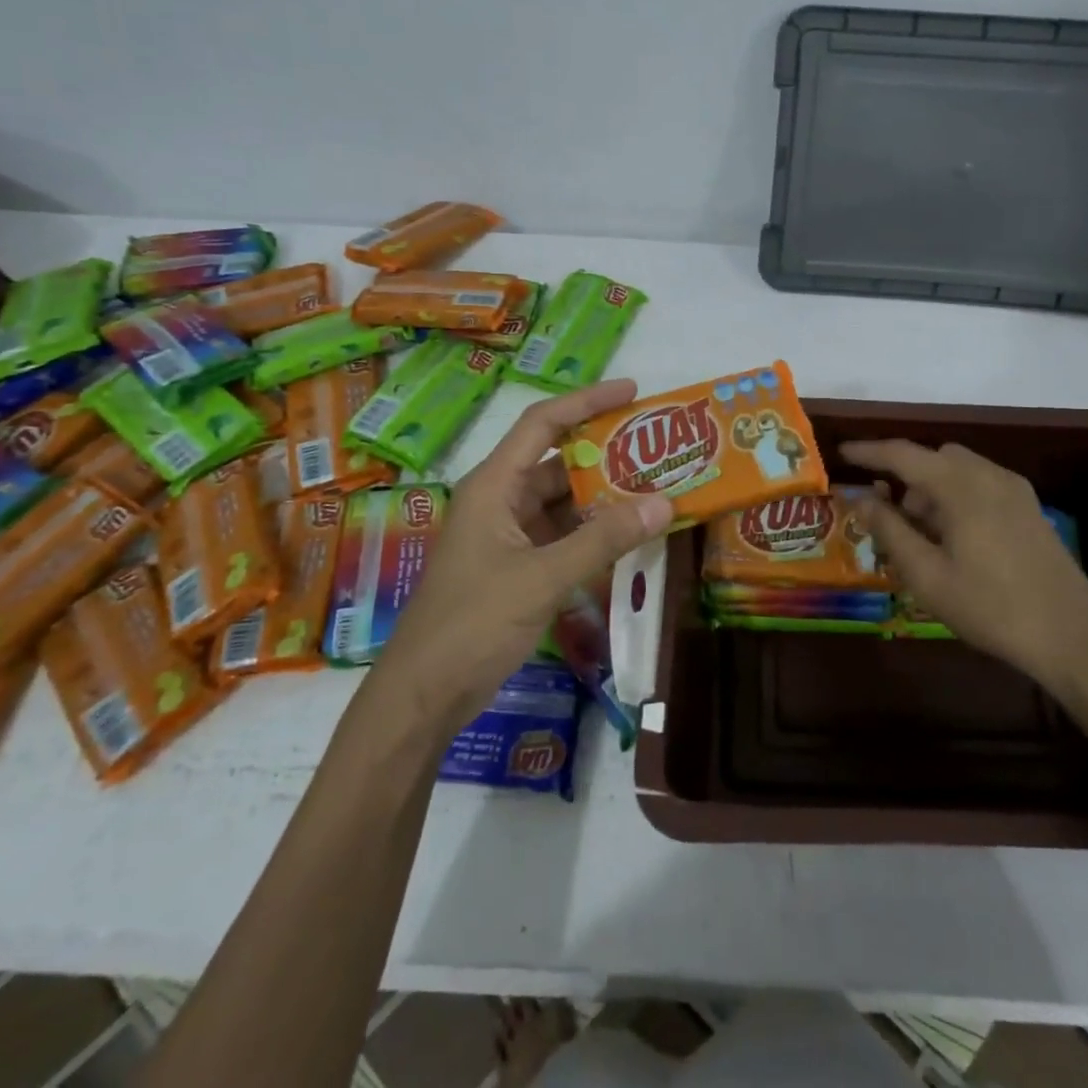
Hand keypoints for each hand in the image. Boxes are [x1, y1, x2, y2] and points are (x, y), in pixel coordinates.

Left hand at [372, 379, 672, 725]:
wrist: (423, 695)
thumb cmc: (473, 623)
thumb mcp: (543, 578)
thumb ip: (604, 540)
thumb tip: (664, 503)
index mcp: (495, 485)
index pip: (543, 423)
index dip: (587, 401)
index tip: (633, 392)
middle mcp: (501, 500)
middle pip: (559, 462)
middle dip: (607, 455)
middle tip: (659, 450)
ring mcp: (508, 535)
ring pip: (564, 502)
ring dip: (605, 498)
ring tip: (657, 489)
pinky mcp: (516, 567)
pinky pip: (563, 536)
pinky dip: (594, 533)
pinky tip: (630, 536)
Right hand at [842, 439, 1087, 703]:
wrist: (1074, 637)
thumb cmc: (991, 606)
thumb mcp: (927, 575)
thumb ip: (889, 530)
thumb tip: (859, 499)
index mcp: (960, 485)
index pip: (902, 454)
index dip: (868, 451)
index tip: (841, 453)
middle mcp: (988, 475)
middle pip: (933, 458)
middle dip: (904, 478)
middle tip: (888, 518)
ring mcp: (1015, 491)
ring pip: (958, 471)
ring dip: (931, 490)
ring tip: (922, 539)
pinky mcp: (1030, 509)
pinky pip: (980, 486)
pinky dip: (955, 498)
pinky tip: (955, 542)